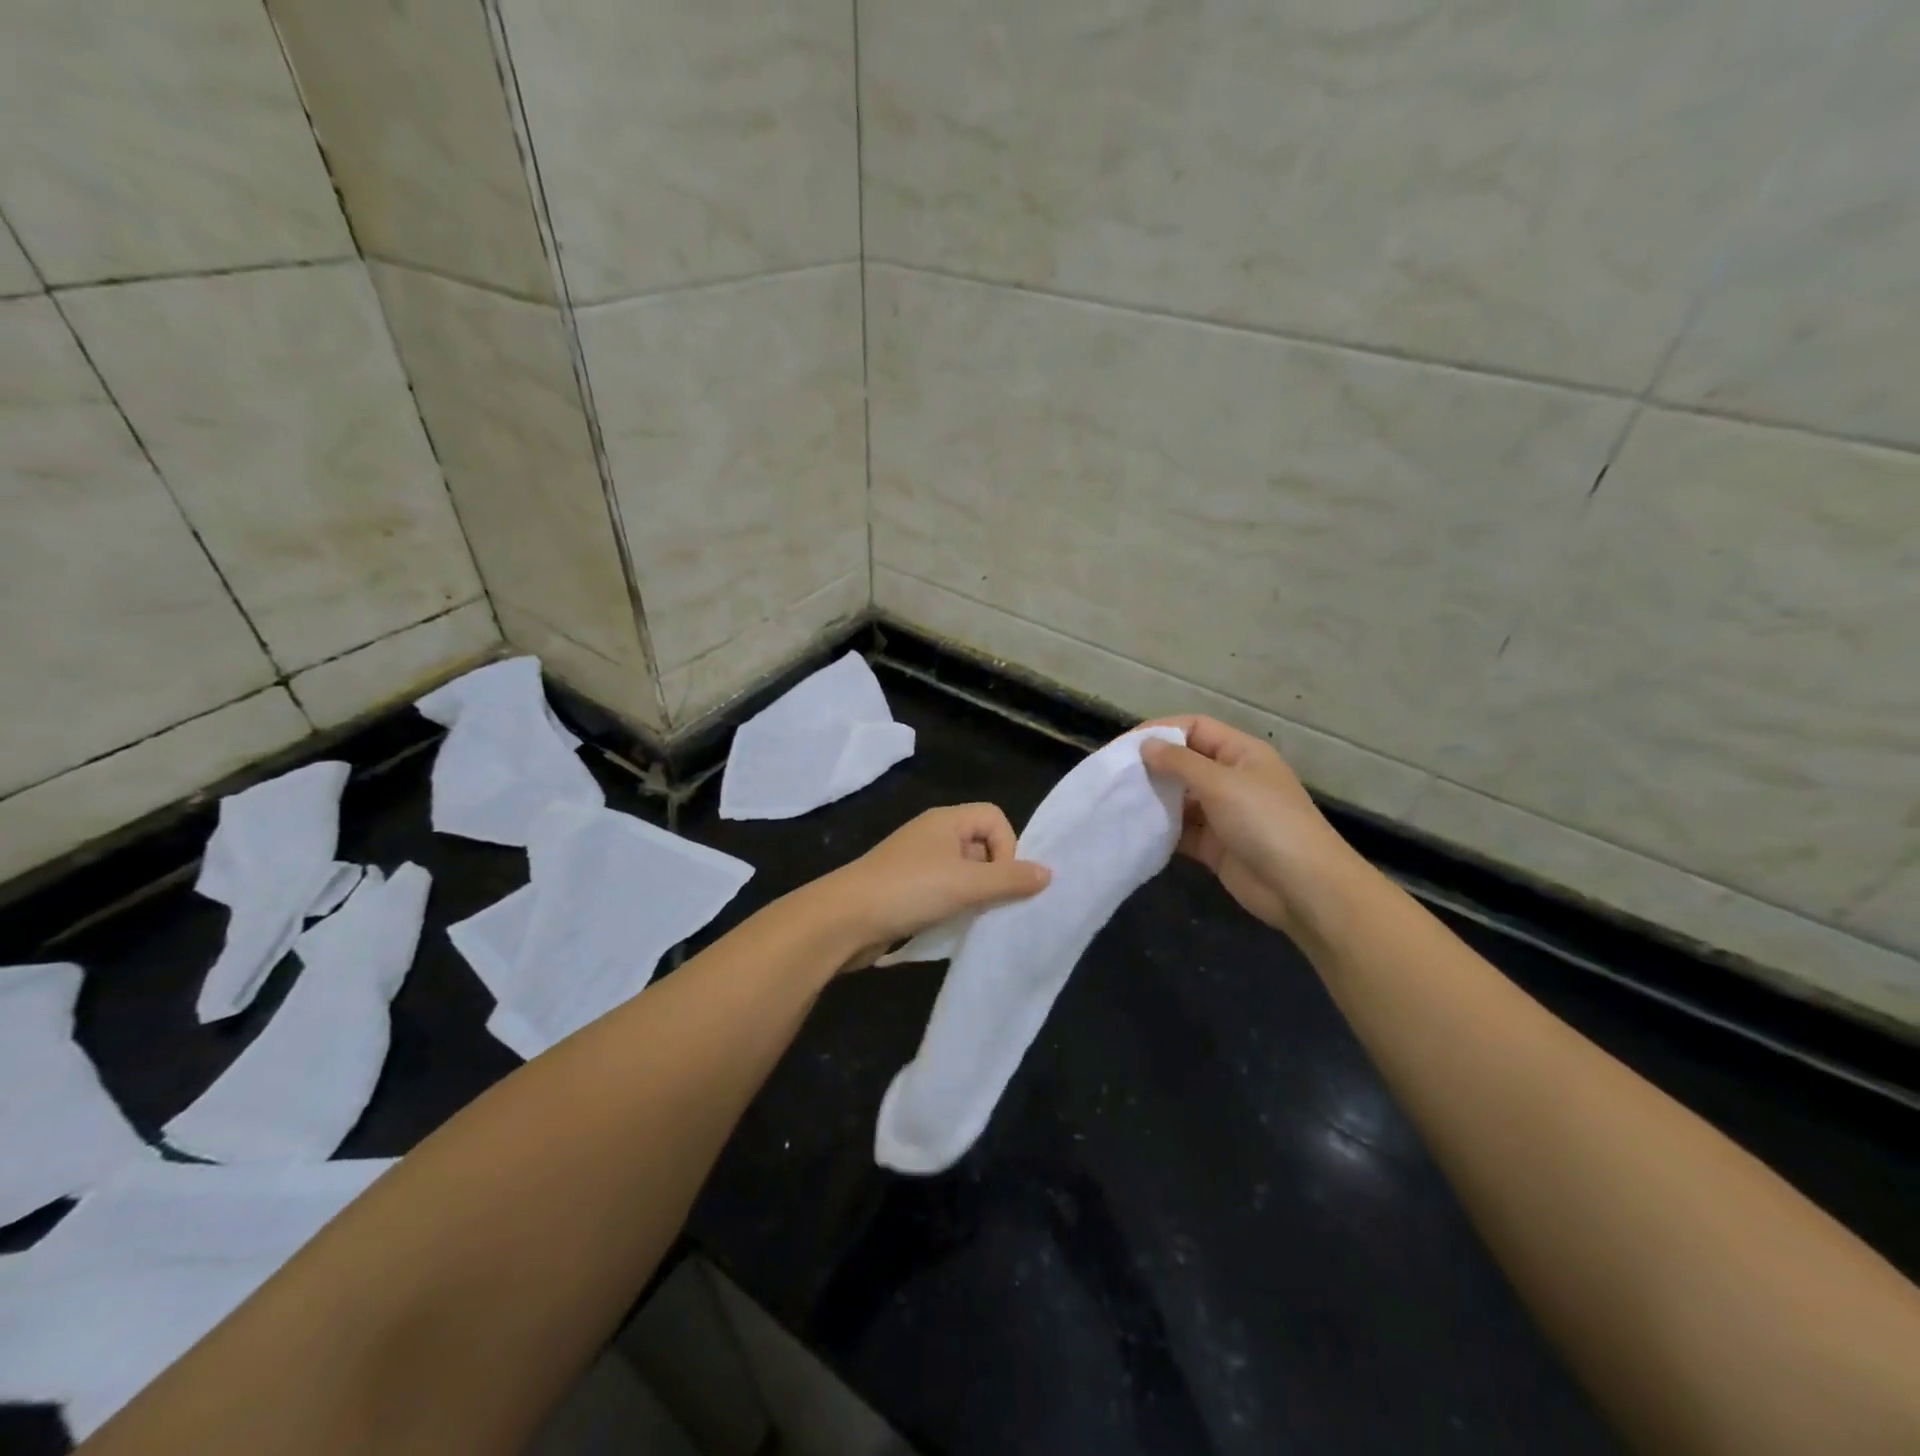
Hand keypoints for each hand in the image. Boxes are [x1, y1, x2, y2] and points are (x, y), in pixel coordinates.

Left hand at [813, 804, 1050, 968]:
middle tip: (988, 904)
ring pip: (963, 872)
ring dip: (974, 895)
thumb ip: (1010, 879)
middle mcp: (933, 835)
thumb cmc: (909, 890)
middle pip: (982, 845)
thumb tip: (1048, 873)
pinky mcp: (906, 889)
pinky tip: (949, 926)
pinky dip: (953, 906)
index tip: (999, 880)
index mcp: (946, 820)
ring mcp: (917, 862)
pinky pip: (943, 891)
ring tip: (969, 918)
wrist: (845, 919)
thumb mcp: (967, 884)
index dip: (1007, 847)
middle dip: (993, 875)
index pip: (995, 818)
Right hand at [1139, 716, 1360, 938]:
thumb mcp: (1221, 783)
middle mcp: (1231, 779)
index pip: (1195, 728)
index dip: (1161, 731)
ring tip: (1118, 802)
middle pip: (1185, 763)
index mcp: (1241, 753)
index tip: (1125, 746)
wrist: (1302, 888)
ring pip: (1180, 798)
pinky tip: (1135, 830)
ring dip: (1154, 799)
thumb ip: (1179, 763)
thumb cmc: (1265, 822)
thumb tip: (1146, 746)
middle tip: (1115, 775)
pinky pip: (1181, 831)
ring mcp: (1223, 814)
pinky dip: (1161, 830)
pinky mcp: (1215, 846)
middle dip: (1152, 766)